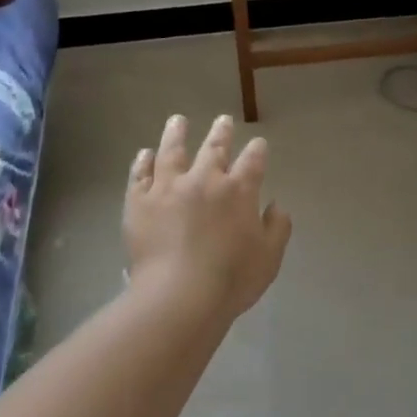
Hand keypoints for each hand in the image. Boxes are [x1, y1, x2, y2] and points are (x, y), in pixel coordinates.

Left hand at [125, 114, 292, 320]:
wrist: (178, 296)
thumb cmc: (231, 280)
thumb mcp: (269, 257)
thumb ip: (277, 228)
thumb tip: (275, 206)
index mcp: (238, 191)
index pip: (252, 162)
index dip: (257, 151)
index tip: (259, 143)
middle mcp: (203, 180)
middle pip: (214, 148)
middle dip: (221, 133)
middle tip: (223, 120)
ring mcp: (167, 188)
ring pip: (172, 152)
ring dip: (177, 134)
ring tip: (178, 121)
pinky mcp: (139, 202)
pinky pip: (140, 175)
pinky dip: (143, 162)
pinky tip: (145, 154)